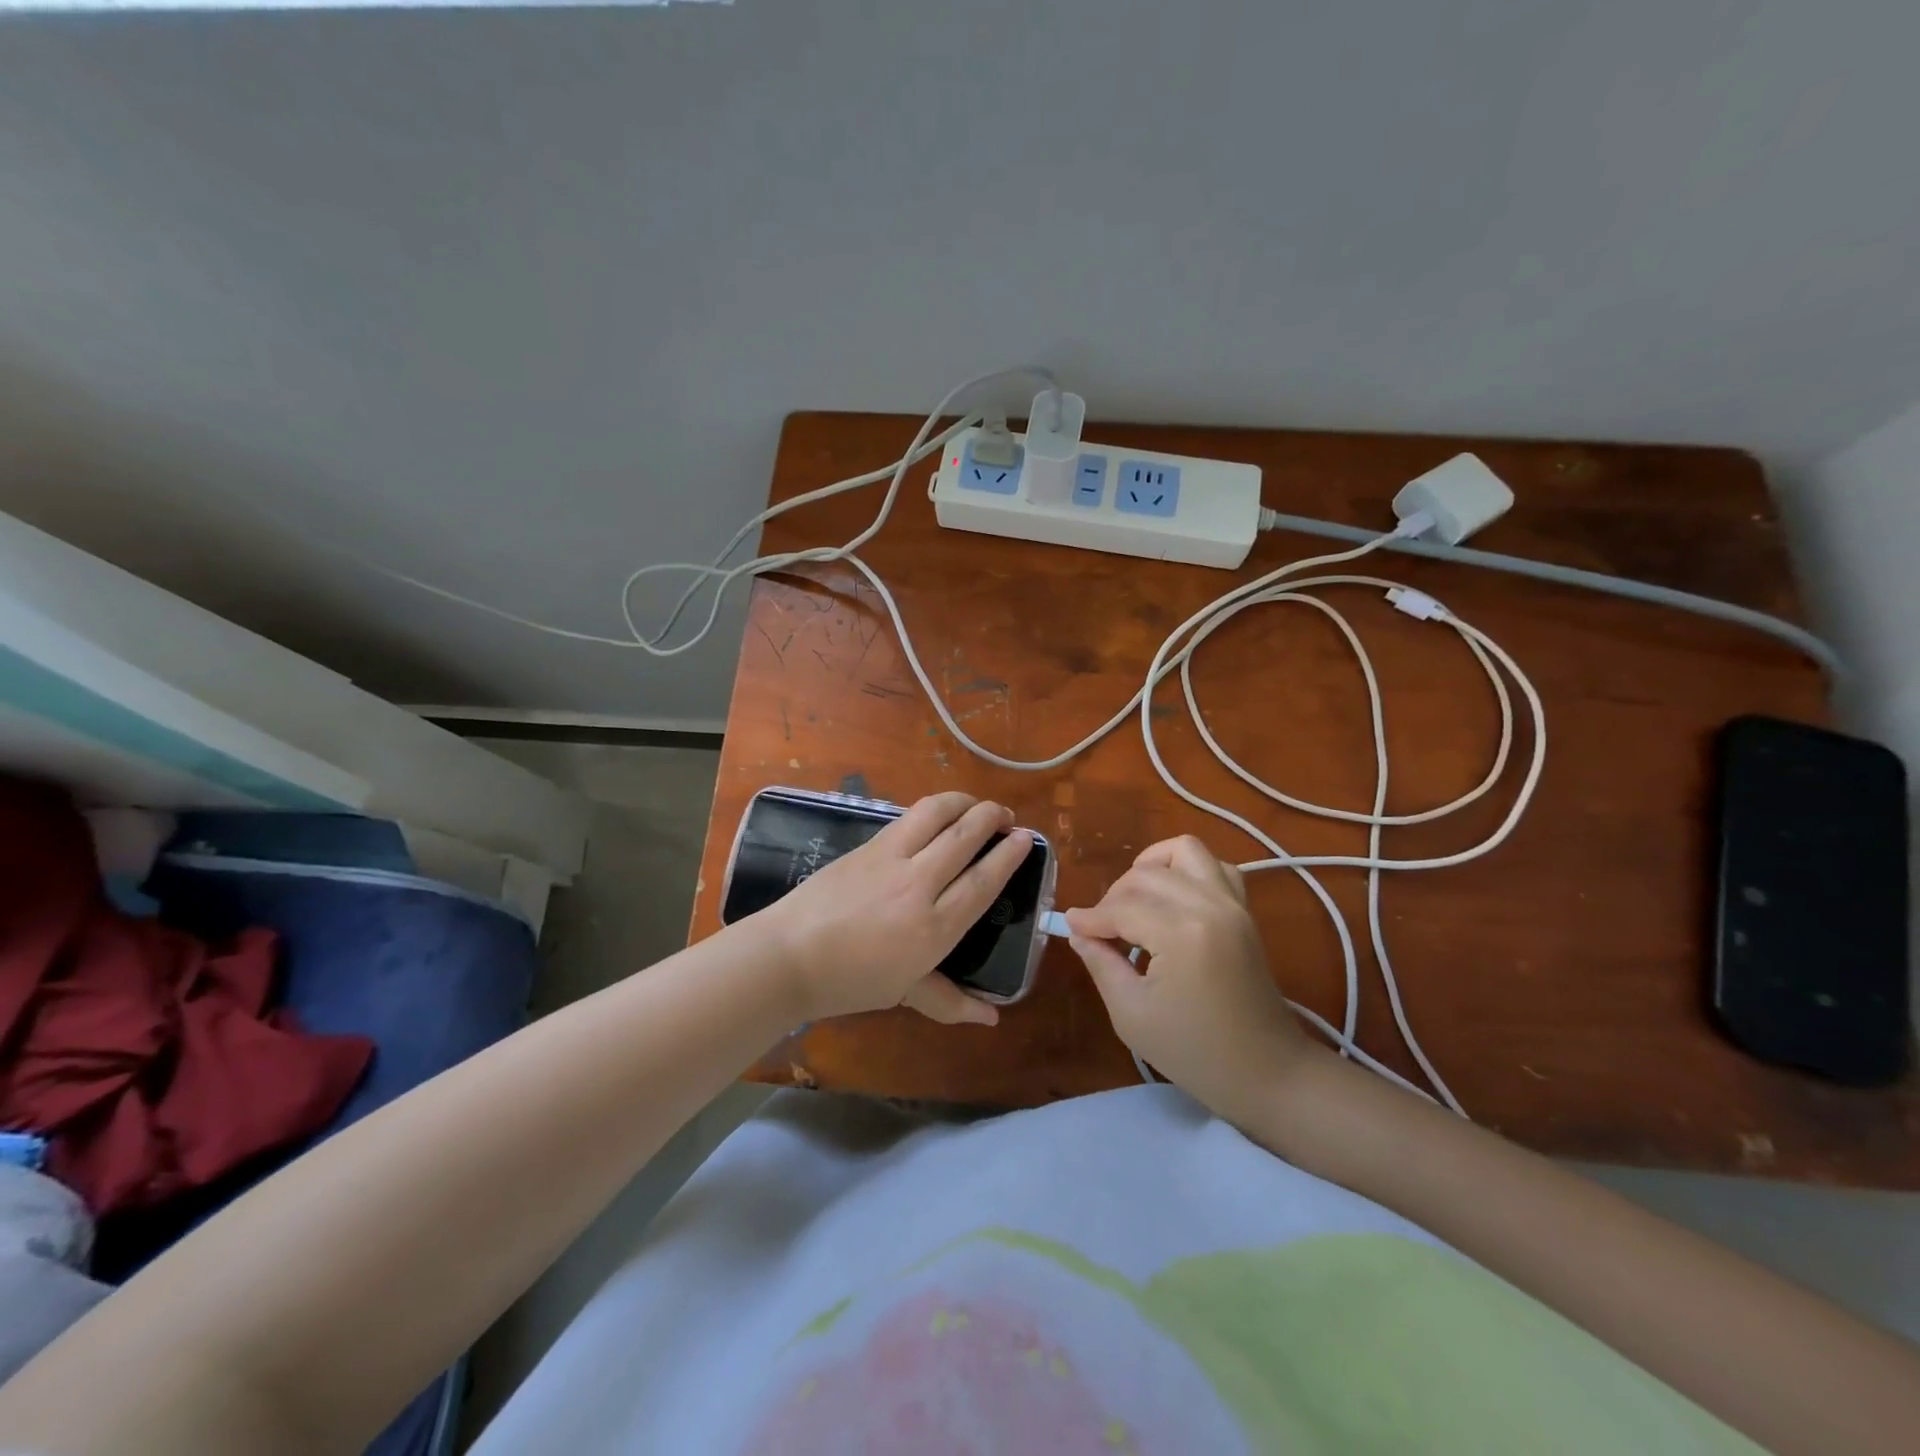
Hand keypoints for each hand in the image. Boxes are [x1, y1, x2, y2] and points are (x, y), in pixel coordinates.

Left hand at [765, 792, 1032, 1026]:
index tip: (1026, 838)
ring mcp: (890, 859)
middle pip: (965, 836)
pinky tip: (936, 815)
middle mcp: (918, 885)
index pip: (983, 880)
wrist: (789, 956)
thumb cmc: (850, 982)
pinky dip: (931, 810)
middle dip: (992, 816)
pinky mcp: (868, 845)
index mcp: (934, 927)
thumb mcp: (906, 993)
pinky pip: (907, 818)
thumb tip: (992, 1019)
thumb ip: (951, 1001)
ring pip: (936, 813)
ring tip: (975, 805)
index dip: (1009, 854)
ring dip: (962, 801)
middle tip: (1005, 815)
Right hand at [1065, 835, 1317, 1121]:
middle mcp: (1210, 905)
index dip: (1090, 918)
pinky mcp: (1244, 909)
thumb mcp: (1132, 1015)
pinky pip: (1214, 865)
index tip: (1071, 928)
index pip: (1122, 908)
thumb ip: (1102, 964)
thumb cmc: (1196, 1053)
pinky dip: (1187, 870)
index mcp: (1182, 933)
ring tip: (1135, 900)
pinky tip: (1171, 898)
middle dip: (1114, 896)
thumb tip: (1079, 933)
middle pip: (1146, 875)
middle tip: (1101, 929)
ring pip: (1183, 851)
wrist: (1268, 1072)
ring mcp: (1233, 903)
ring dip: (1151, 867)